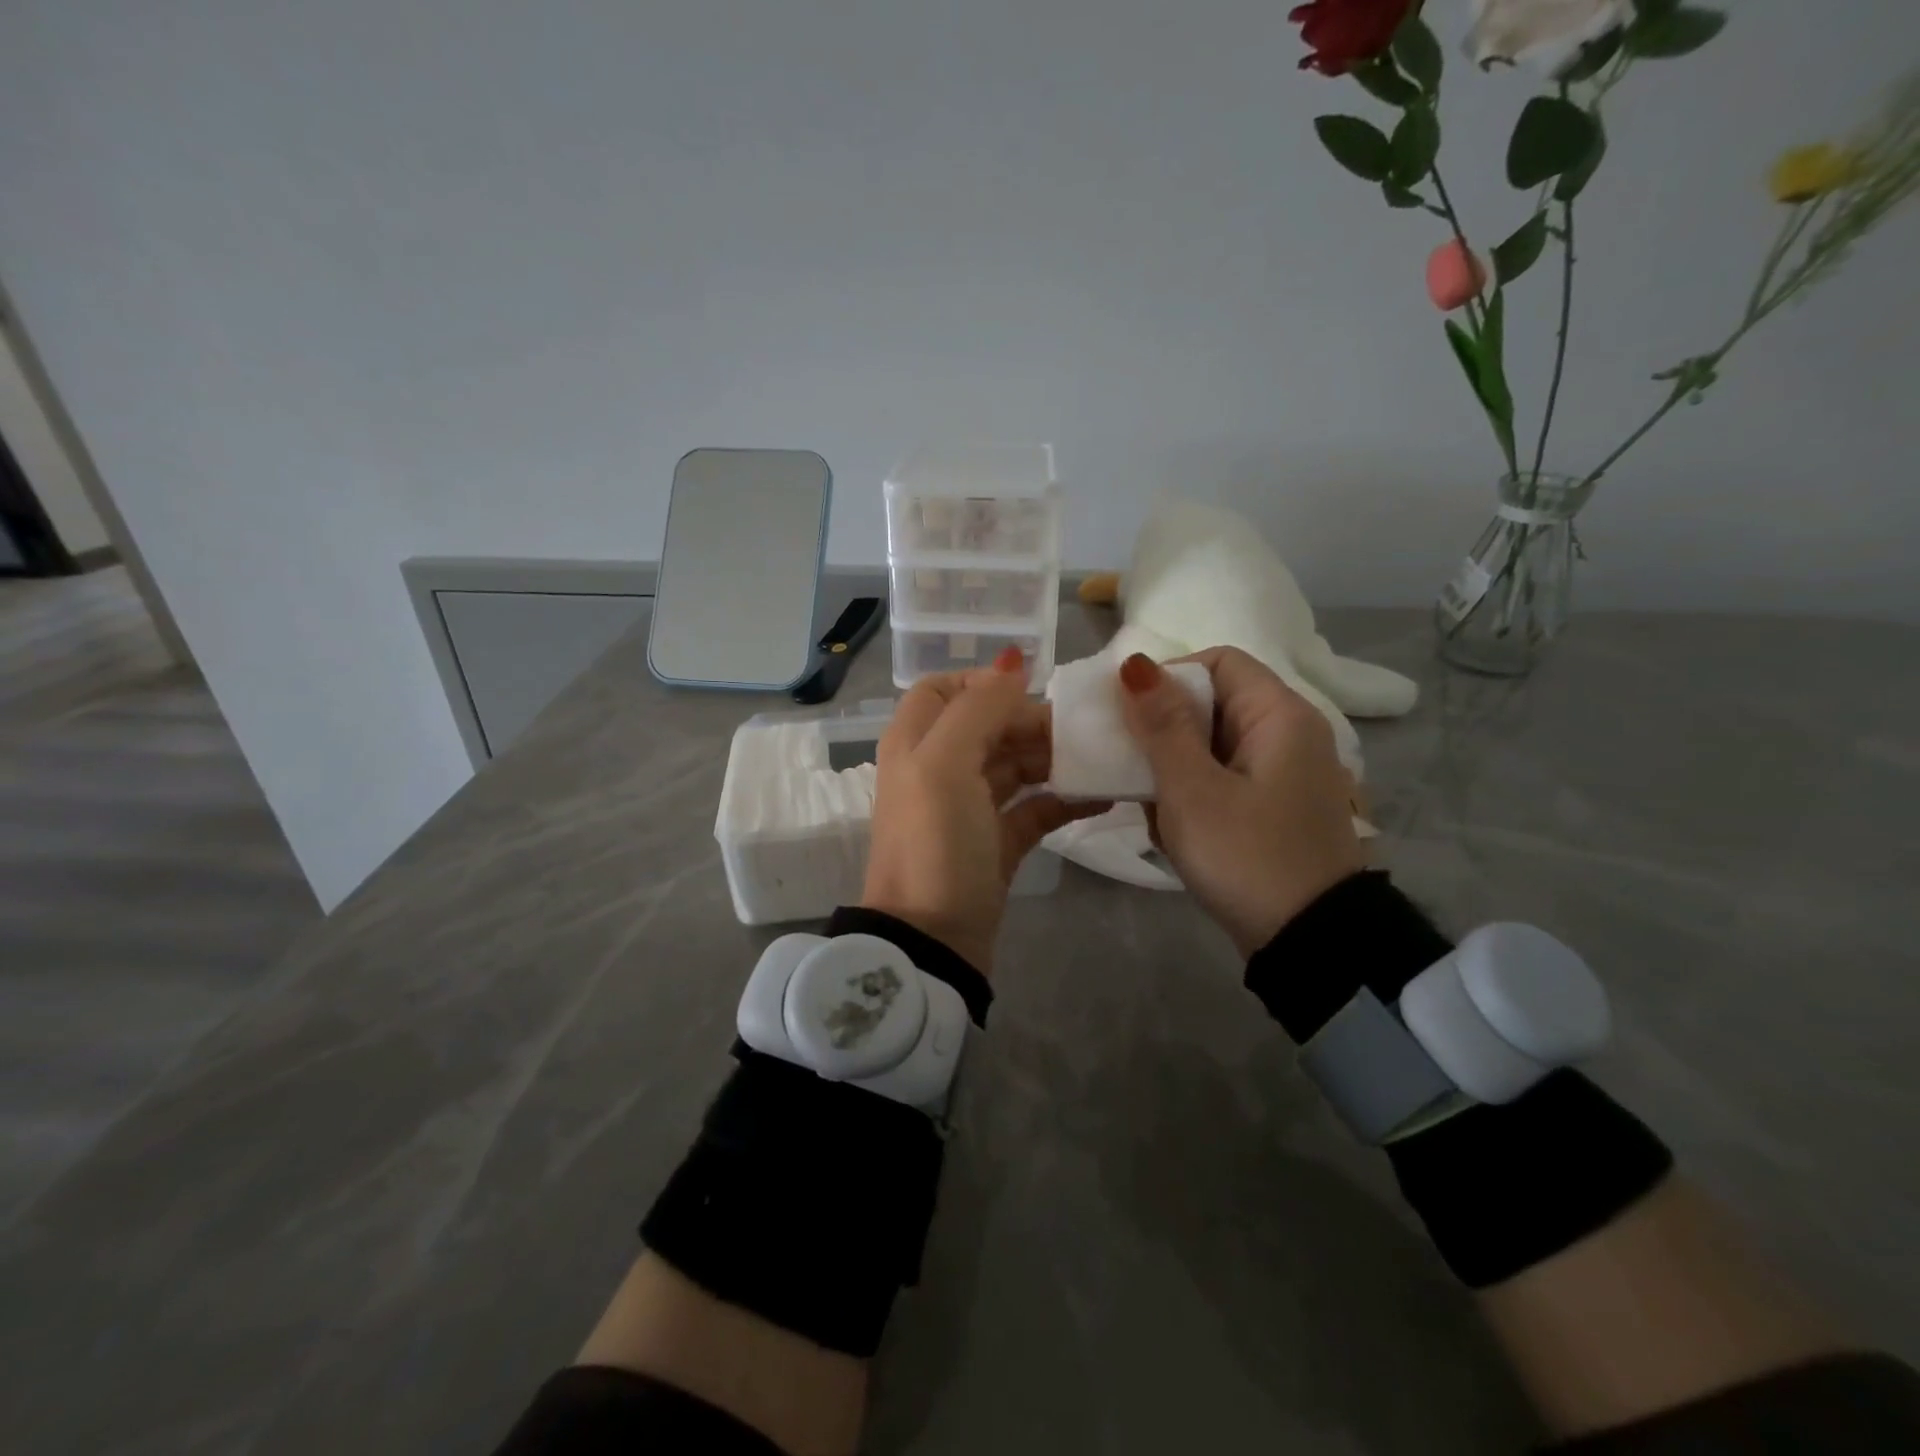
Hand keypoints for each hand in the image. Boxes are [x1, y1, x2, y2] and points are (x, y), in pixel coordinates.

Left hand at [863, 649, 1108, 974]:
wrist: (931, 941)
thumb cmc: (934, 843)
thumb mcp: (946, 764)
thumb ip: (977, 707)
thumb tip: (1012, 661)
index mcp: (915, 743)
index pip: (943, 690)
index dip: (983, 683)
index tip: (1031, 690)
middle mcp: (937, 769)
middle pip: (987, 726)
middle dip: (1032, 722)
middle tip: (1084, 731)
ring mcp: (968, 809)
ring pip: (1015, 765)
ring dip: (1054, 759)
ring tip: (1102, 759)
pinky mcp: (996, 844)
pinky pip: (1034, 809)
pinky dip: (1064, 800)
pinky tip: (1102, 797)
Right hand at [1117, 649, 1365, 956]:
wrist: (1309, 943)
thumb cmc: (1246, 856)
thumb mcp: (1192, 790)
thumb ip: (1162, 725)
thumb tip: (1135, 664)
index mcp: (1279, 715)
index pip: (1218, 662)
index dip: (1168, 677)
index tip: (1129, 714)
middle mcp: (1288, 734)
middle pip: (1213, 704)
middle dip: (1163, 732)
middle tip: (1128, 763)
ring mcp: (1283, 774)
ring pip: (1211, 746)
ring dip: (1172, 769)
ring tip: (1147, 802)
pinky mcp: (1273, 808)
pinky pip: (1222, 780)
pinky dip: (1192, 795)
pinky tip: (1170, 827)